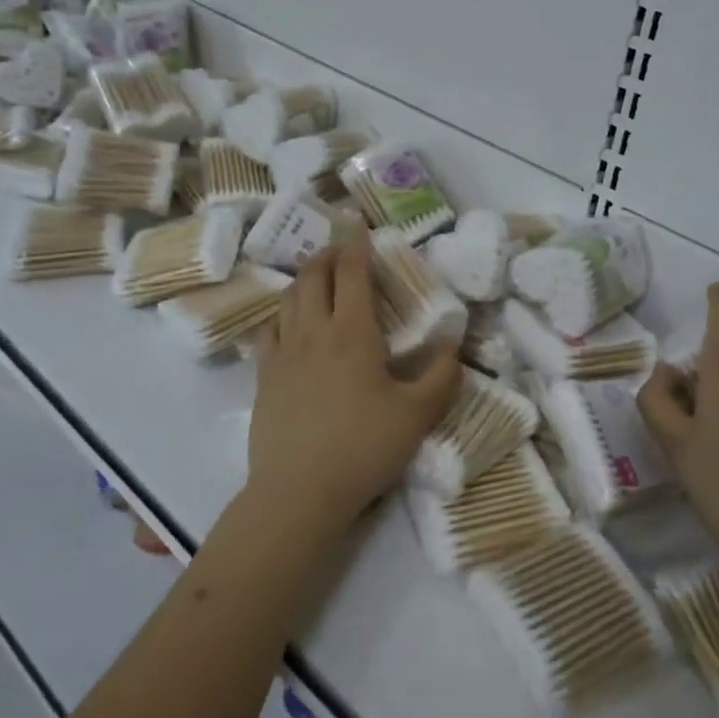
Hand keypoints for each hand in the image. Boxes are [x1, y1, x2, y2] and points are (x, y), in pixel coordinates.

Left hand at [249, 230, 461, 534]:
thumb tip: (454, 343)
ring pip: (288, 299)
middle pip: (313, 277)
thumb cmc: (363, 448)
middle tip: (341, 250)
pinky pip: (269, 330)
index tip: (359, 225)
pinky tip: (288, 322)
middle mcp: (313, 332)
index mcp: (352, 332)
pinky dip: (281, 314)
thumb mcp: (416, 415)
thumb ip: (441, 375)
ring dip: (303, 279)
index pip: (351, 273)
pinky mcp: (264, 377)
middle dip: (327, 255)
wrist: (299, 492)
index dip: (355, 244)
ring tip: (316, 277)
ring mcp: (283, 354)